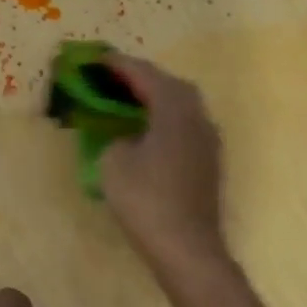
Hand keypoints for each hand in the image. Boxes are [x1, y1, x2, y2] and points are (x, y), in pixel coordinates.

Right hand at [99, 54, 228, 277]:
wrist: (186, 247)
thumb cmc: (147, 200)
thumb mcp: (113, 163)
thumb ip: (115, 139)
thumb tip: (126, 140)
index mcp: (175, 108)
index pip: (145, 74)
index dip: (118, 65)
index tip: (97, 59)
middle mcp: (198, 116)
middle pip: (170, 85)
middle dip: (141, 79)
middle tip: (113, 81)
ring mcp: (208, 141)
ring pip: (181, 107)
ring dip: (155, 101)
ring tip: (127, 105)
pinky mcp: (209, 164)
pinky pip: (184, 129)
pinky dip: (163, 123)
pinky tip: (146, 136)